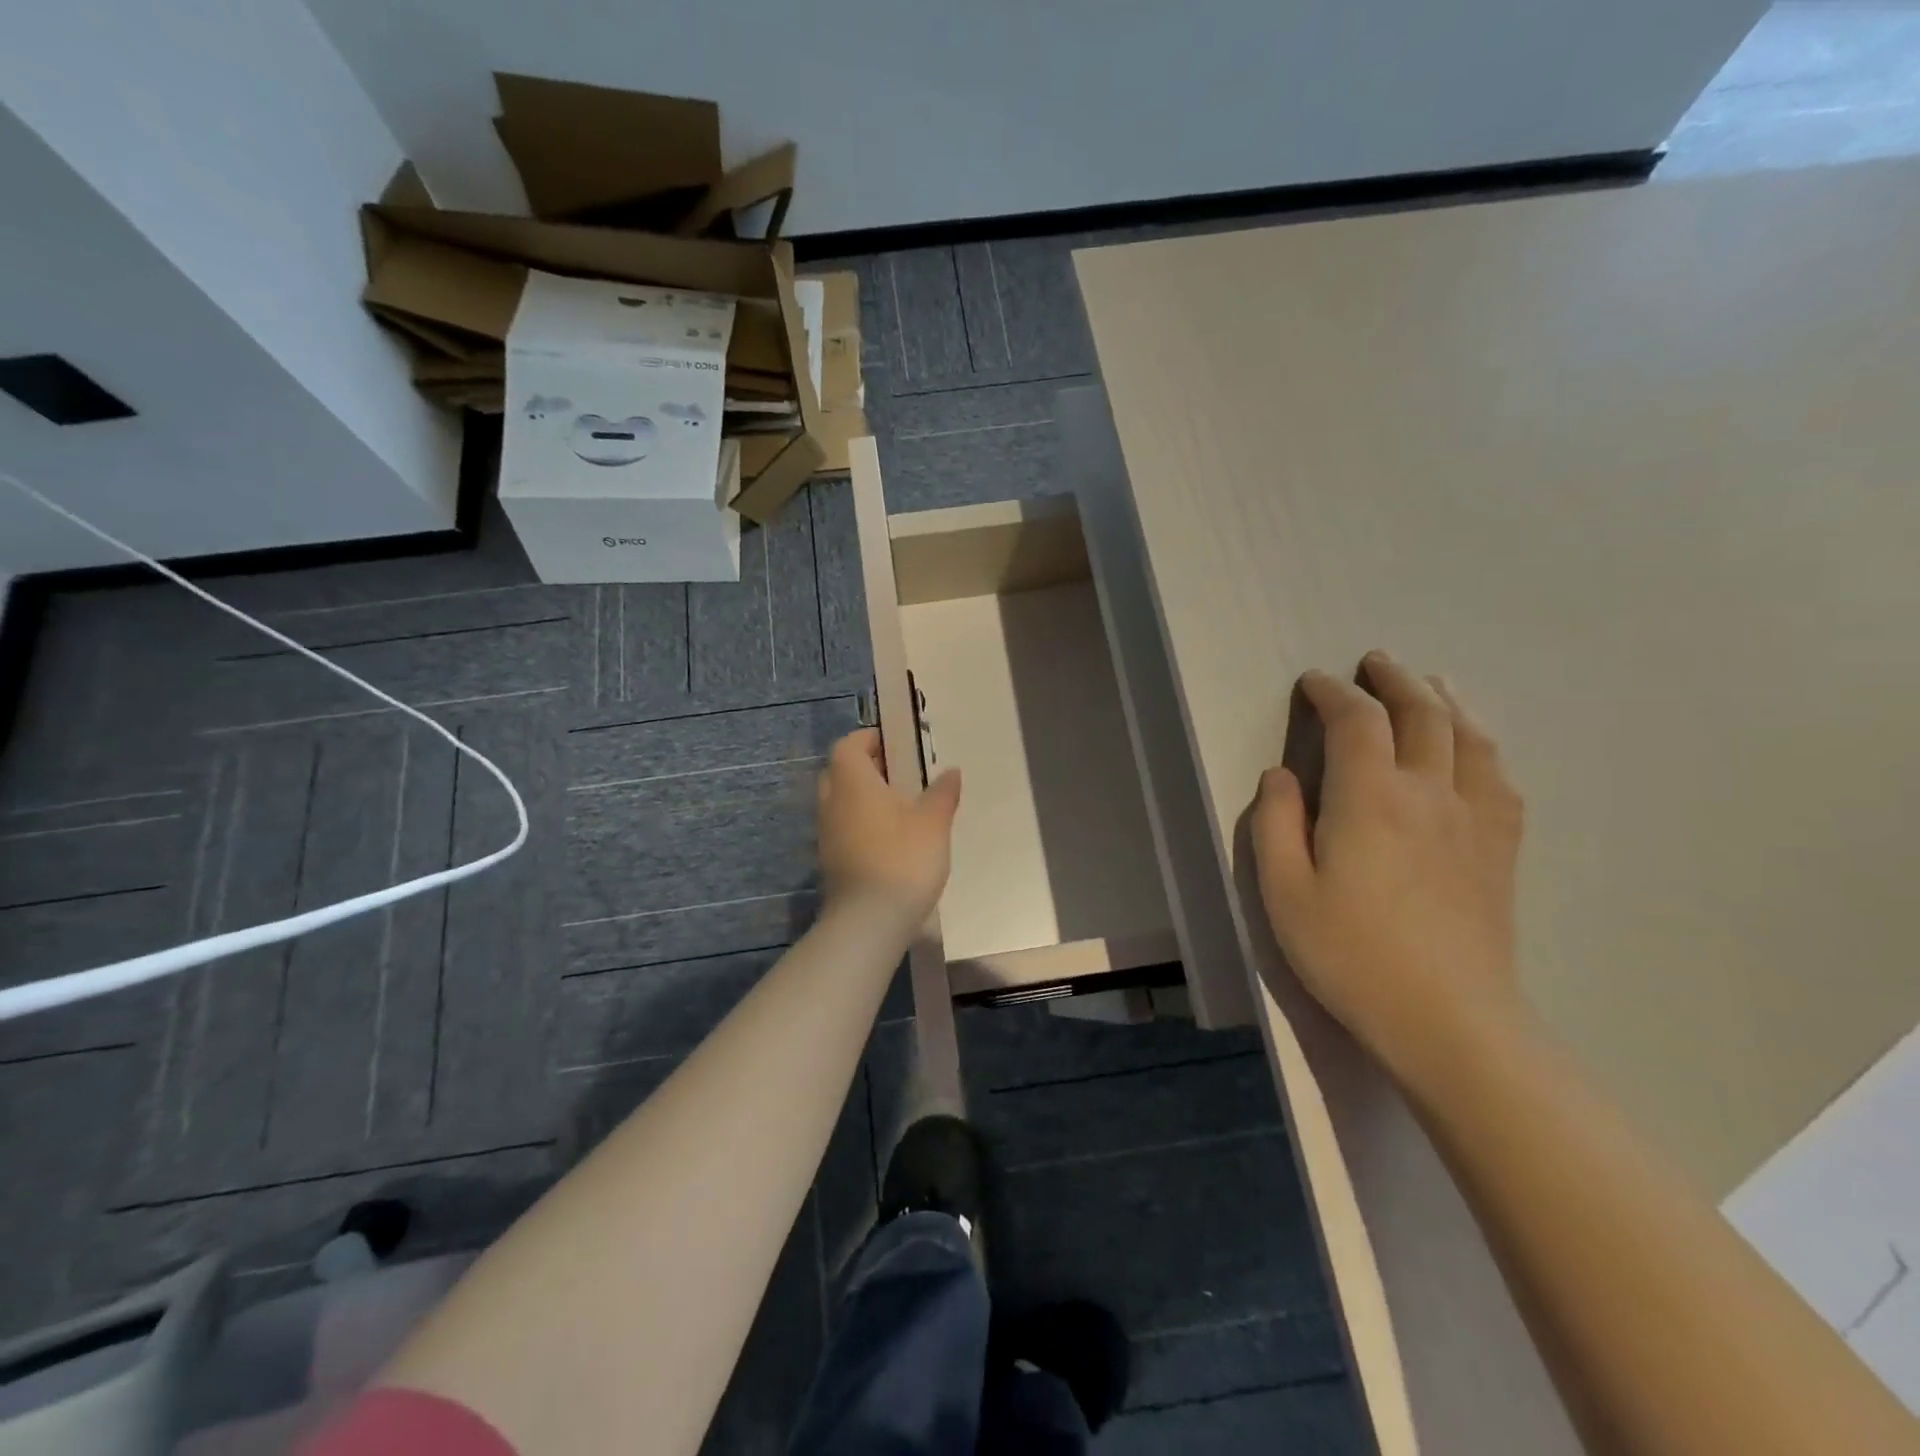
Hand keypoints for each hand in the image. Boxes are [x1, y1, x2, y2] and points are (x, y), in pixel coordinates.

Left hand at [816, 728, 961, 922]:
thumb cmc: (902, 859)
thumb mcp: (934, 822)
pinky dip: (860, 824)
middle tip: (897, 774)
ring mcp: (826, 834)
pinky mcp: (830, 861)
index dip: (868, 739)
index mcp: (853, 782)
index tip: (893, 744)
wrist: (868, 921)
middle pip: (839, 771)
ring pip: (839, 802)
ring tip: (898, 808)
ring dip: (862, 798)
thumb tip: (950, 772)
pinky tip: (888, 840)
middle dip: (864, 767)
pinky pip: (842, 828)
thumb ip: (942, 793)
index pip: (848, 746)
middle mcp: (832, 802)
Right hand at [1250, 651, 1526, 1074]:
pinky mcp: (1500, 849)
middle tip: (1375, 662)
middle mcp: (1428, 794)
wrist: (1448, 1019)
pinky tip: (1475, 748)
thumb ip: (1276, 824)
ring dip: (1445, 700)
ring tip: (1431, 684)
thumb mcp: (1284, 892)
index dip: (1333, 693)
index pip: (1356, 721)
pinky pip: (1499, 778)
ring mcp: (1474, 819)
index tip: (1313, 684)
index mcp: (1369, 799)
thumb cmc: (1351, 955)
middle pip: (1422, 714)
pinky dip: (1482, 746)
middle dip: (1395, 681)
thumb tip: (1281, 776)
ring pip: (1469, 737)